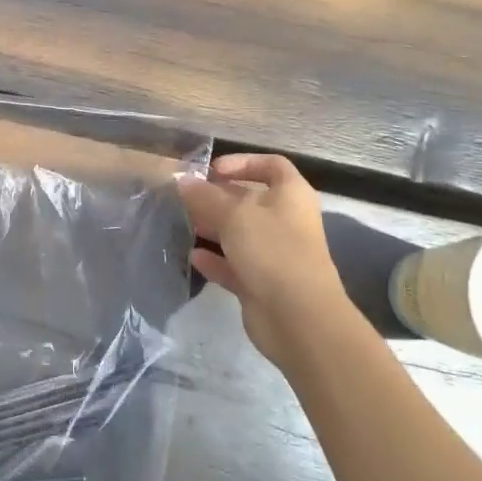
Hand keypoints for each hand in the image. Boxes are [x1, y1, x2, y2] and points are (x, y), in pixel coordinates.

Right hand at [179, 154, 357, 368]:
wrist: (299, 318)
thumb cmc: (272, 250)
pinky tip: (193, 258)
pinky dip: (215, 261)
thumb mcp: (234, 214)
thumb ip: (205, 196)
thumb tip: (183, 180)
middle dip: (218, 198)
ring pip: (240, 234)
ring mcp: (275, 255)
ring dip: (213, 229)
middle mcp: (286, 221)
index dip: (242, 162)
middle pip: (250, 201)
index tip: (212, 170)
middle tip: (187, 199)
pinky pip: (235, 266)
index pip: (271, 166)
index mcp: (291, 196)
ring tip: (184, 224)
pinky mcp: (262, 284)